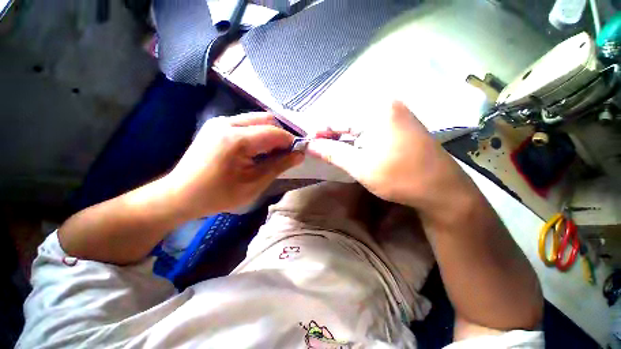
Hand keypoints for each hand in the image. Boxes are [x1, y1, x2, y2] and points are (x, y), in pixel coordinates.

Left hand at [165, 113, 303, 216]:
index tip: (298, 153)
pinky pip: (246, 123)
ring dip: (269, 134)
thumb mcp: (254, 184)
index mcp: (236, 139)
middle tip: (284, 154)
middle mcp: (227, 123)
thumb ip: (279, 166)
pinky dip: (258, 134)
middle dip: (281, 136)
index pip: (274, 132)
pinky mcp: (216, 126)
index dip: (290, 142)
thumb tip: (299, 155)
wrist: (180, 195)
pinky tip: (256, 150)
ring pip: (257, 119)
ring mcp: (220, 122)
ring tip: (271, 153)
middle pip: (266, 119)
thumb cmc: (218, 195)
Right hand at [307, 101, 473, 211]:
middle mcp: (386, 104)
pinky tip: (353, 147)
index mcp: (376, 110)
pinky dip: (358, 137)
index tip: (309, 145)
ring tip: (334, 150)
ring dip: (344, 136)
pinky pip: (371, 126)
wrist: (443, 190)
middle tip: (321, 150)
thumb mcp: (360, 166)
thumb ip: (332, 152)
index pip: (337, 117)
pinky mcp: (401, 123)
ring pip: (359, 122)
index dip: (320, 131)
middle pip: (348, 117)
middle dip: (332, 134)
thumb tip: (309, 145)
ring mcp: (396, 112)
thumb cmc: (400, 178)